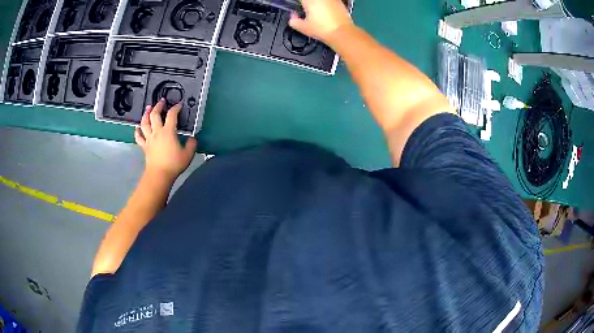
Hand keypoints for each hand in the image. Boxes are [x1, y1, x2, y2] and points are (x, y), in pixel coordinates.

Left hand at [135, 99, 196, 180]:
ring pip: (144, 123)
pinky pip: (139, 137)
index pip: (172, 115)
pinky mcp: (144, 146)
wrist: (159, 175)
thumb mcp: (188, 154)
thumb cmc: (174, 164)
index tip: (179, 104)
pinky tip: (137, 128)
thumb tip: (192, 138)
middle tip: (161, 101)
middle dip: (158, 106)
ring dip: (146, 114)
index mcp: (168, 132)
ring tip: (148, 108)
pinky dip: (137, 131)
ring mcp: (149, 139)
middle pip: (155, 115)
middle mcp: (157, 132)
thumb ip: (191, 144)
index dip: (176, 107)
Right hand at [288, 0, 352, 43]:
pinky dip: (327, 5)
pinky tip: (327, 12)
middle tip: (307, 10)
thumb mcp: (303, 28)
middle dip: (308, 4)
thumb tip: (293, 17)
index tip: (300, 8)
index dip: (300, 4)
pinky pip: (330, 1)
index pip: (301, 0)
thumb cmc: (323, 30)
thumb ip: (294, 21)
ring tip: (317, 12)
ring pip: (321, 1)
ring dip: (318, 4)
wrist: (342, 33)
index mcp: (309, 1)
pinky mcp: (340, 2)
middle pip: (311, 0)